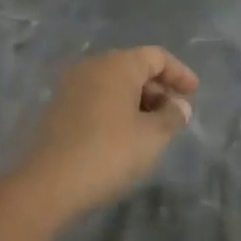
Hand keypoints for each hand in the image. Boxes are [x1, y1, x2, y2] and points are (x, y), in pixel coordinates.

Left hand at [16, 47, 199, 220]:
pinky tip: (124, 136)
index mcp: (117, 64)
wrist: (46, 184)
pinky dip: (115, 110)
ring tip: (152, 129)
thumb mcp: (152, 137)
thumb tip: (179, 106)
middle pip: (133, 68)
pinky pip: (96, 99)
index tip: (194, 94)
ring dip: (137, 101)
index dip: (179, 73)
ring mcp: (70, 86)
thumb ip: (172, 117)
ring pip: (113, 84)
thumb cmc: (108, 152)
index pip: (156, 57)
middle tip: (174, 115)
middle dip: (158, 88)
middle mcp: (92, 66)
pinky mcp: (57, 108)